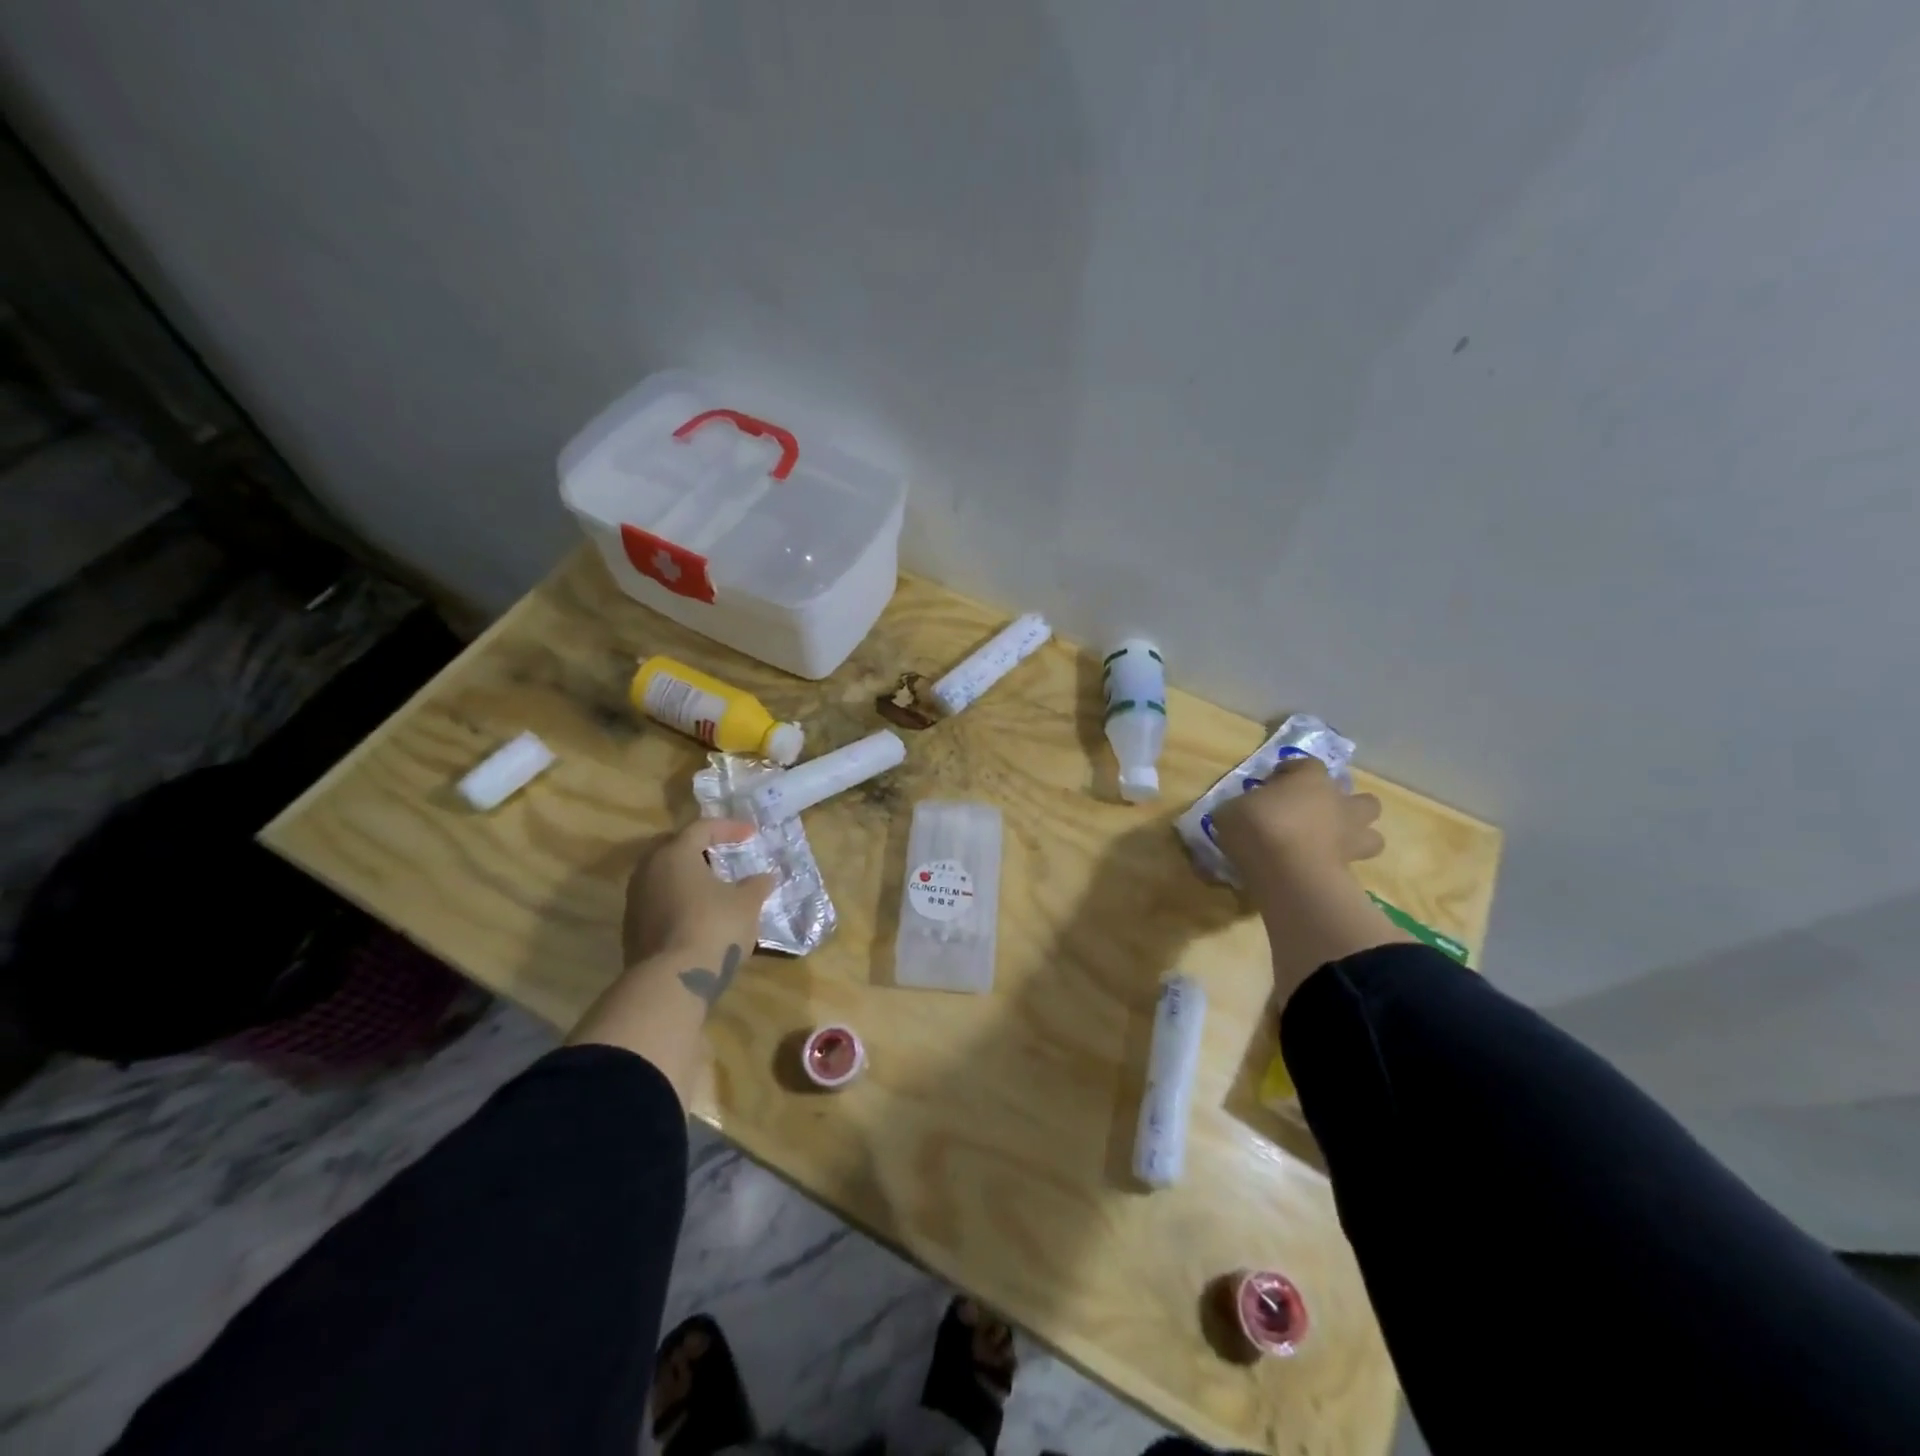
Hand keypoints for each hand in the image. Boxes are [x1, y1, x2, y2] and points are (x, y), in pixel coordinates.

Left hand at [622, 818, 774, 967]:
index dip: (728, 828)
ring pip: (662, 876)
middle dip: (698, 848)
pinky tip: (698, 914)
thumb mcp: (747, 903)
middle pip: (673, 847)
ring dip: (687, 876)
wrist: (671, 981)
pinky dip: (678, 900)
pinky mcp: (632, 930)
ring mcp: (635, 901)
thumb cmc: (713, 927)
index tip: (751, 834)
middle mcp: (648, 871)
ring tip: (712, 886)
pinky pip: (658, 901)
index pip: (701, 828)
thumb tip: (765, 877)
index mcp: (675, 854)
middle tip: (721, 854)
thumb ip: (757, 885)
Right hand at [1208, 755, 1384, 893]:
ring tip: (1329, 843)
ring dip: (1356, 837)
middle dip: (1346, 805)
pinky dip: (1338, 866)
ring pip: (1372, 835)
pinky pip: (1352, 864)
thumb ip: (1241, 807)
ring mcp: (1351, 837)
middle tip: (1318, 813)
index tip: (1273, 782)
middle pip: (1362, 799)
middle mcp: (1339, 803)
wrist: (1286, 870)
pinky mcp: (1351, 870)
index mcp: (1311, 779)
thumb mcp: (1230, 810)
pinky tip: (1316, 869)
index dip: (1292, 771)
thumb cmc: (1258, 826)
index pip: (1307, 765)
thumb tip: (1240, 813)